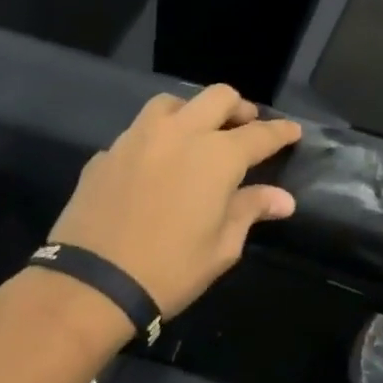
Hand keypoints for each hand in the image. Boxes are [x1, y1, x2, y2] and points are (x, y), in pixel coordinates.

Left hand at [45, 86, 302, 319]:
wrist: (90, 286)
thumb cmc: (169, 269)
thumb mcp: (222, 247)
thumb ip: (251, 210)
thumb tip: (283, 199)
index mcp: (217, 156)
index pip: (260, 133)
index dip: (281, 131)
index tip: (293, 132)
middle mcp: (181, 133)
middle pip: (218, 97)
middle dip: (239, 108)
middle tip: (245, 126)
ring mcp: (139, 138)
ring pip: (172, 102)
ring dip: (192, 112)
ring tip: (197, 134)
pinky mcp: (106, 154)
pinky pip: (138, 133)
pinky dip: (155, 139)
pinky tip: (155, 164)